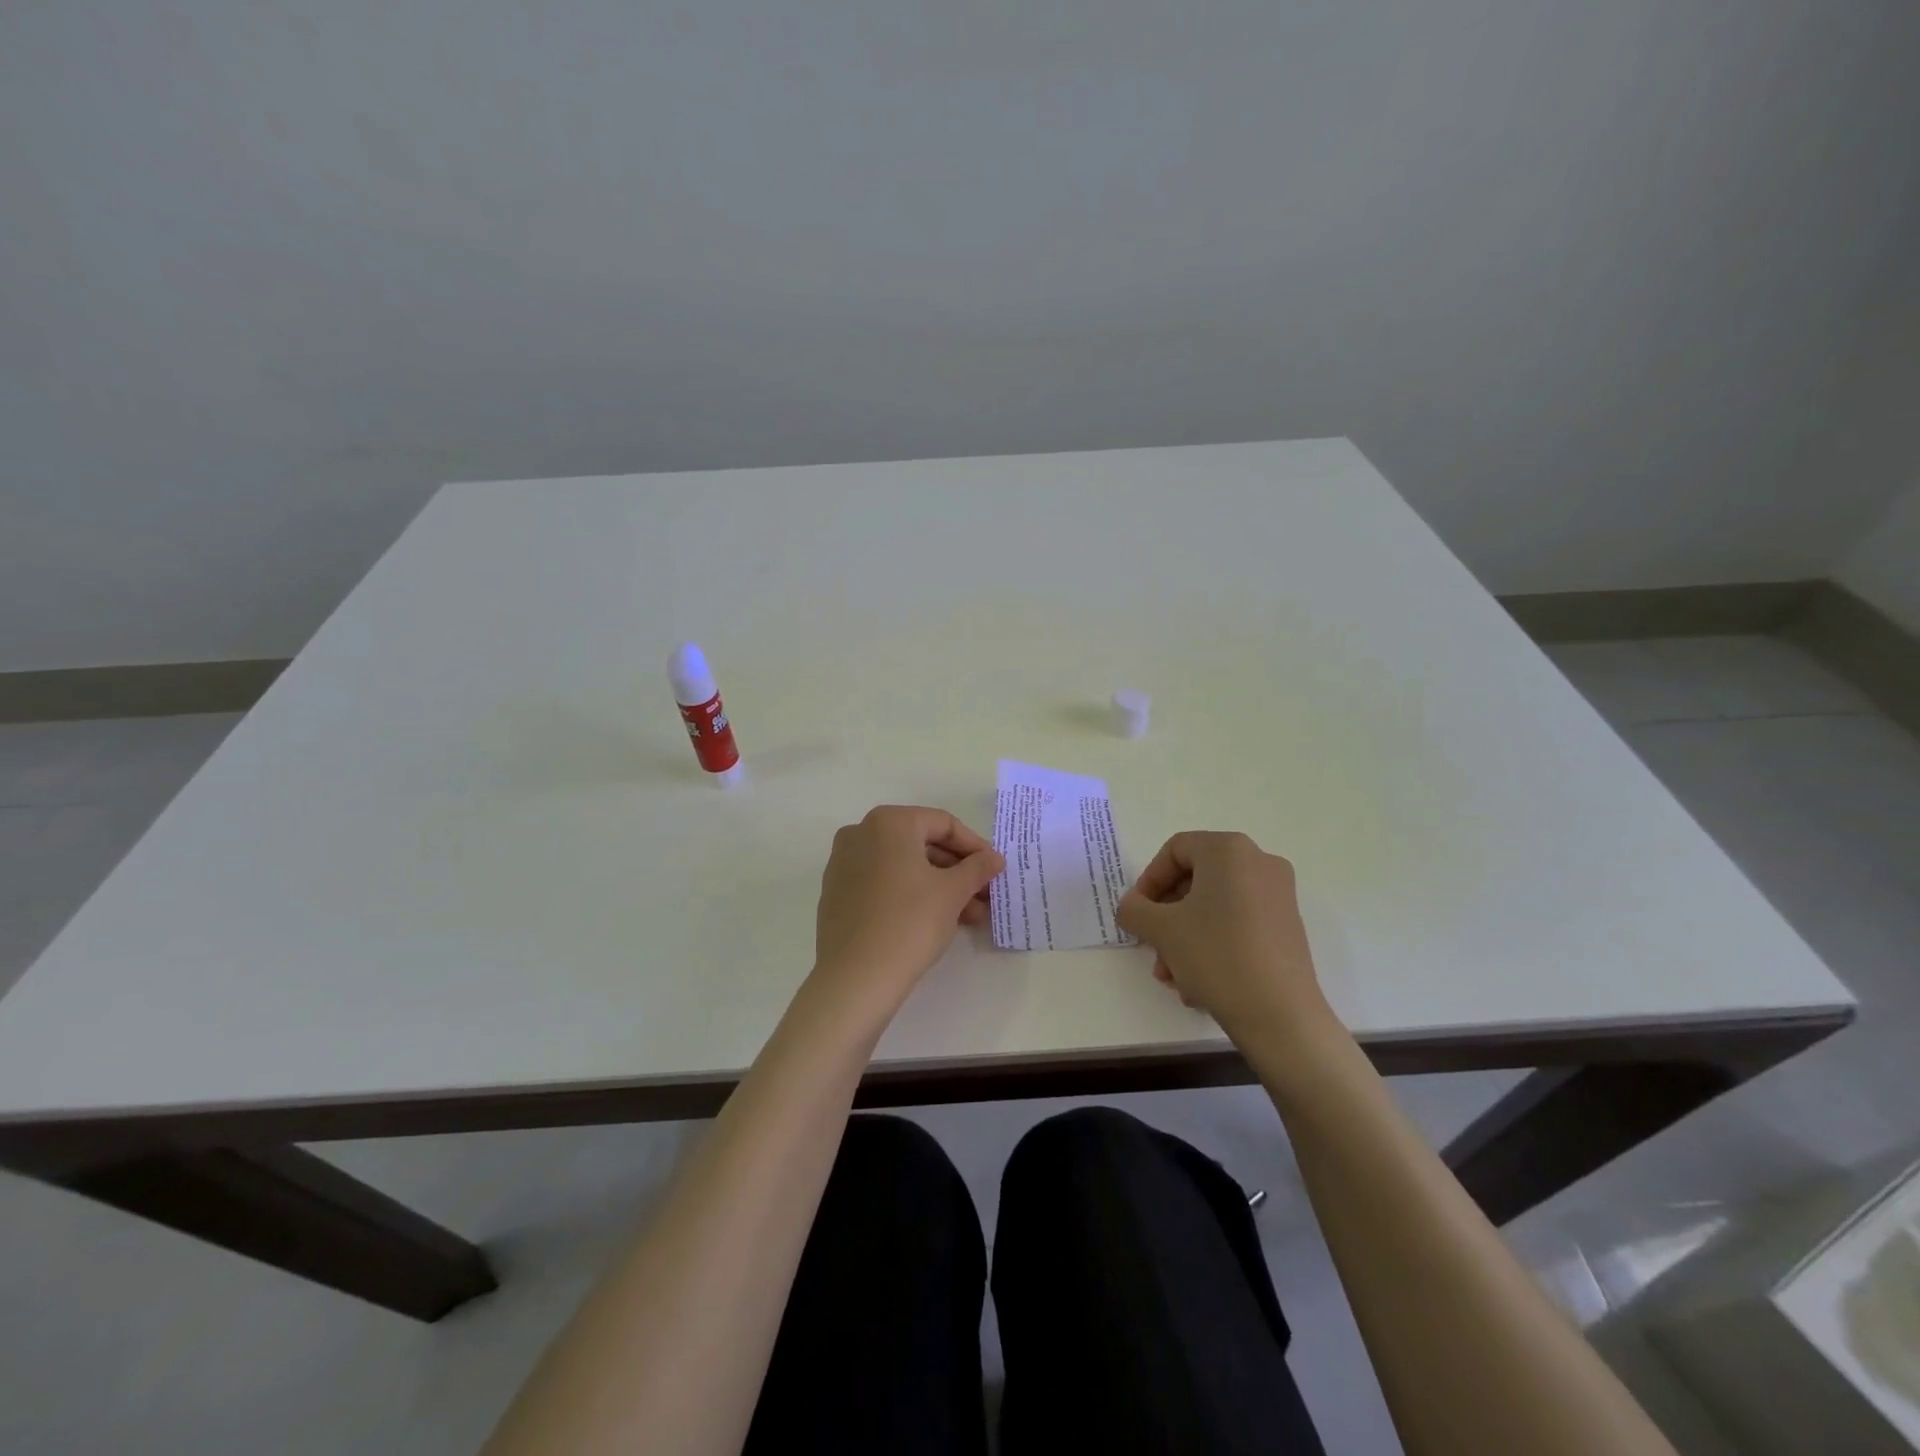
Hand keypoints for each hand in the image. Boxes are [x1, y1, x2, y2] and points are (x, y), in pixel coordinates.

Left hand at [810, 806, 1003, 1012]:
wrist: (855, 977)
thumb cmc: (909, 922)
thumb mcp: (952, 892)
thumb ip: (977, 868)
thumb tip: (994, 858)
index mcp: (888, 822)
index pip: (943, 824)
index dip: (975, 846)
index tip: (995, 870)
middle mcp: (861, 833)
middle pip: (922, 844)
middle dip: (958, 871)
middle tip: (985, 895)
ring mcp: (844, 864)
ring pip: (904, 867)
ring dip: (940, 886)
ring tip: (970, 917)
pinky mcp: (837, 893)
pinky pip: (884, 883)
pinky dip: (912, 895)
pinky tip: (937, 920)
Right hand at [1116, 831, 1333, 1042]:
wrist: (1280, 1015)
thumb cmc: (1216, 955)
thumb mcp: (1160, 929)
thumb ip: (1134, 909)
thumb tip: (1132, 907)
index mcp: (1229, 850)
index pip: (1175, 851)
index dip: (1148, 881)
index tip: (1137, 914)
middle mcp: (1259, 862)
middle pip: (1195, 880)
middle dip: (1166, 916)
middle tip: (1151, 947)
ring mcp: (1278, 895)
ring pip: (1214, 907)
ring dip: (1185, 937)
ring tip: (1172, 976)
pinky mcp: (1287, 927)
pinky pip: (1237, 924)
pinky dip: (1213, 945)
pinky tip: (1198, 984)